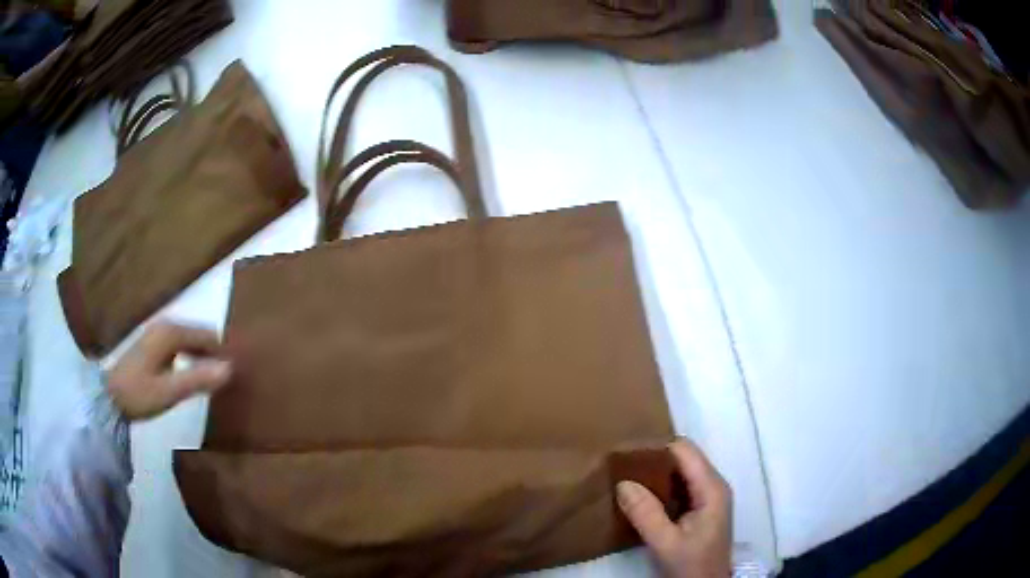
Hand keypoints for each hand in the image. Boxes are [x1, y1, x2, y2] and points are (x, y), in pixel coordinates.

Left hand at [106, 321, 232, 420]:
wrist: (109, 398)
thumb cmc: (139, 394)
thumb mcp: (169, 391)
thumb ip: (198, 379)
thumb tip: (231, 369)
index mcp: (171, 332)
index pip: (207, 335)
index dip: (223, 352)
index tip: (238, 373)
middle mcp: (166, 326)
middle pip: (200, 335)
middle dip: (215, 353)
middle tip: (230, 379)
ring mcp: (159, 334)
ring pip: (191, 340)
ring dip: (204, 356)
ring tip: (216, 379)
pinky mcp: (154, 344)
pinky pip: (181, 345)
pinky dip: (192, 357)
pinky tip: (194, 374)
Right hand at [617, 440, 731, 577]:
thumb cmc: (691, 565)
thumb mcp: (665, 543)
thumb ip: (646, 514)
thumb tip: (623, 483)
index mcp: (711, 488)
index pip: (684, 450)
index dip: (656, 448)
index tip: (626, 455)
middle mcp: (714, 486)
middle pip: (684, 458)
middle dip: (653, 460)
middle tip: (621, 468)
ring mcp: (709, 497)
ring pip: (681, 472)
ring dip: (656, 475)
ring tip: (626, 480)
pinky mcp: (702, 508)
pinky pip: (681, 487)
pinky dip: (661, 488)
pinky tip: (641, 498)